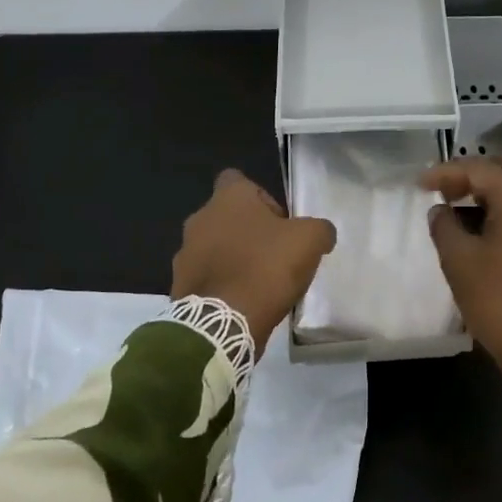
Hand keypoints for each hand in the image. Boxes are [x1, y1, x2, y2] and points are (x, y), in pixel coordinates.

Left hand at [172, 170, 336, 356]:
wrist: (224, 321)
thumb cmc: (266, 267)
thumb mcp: (309, 241)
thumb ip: (319, 229)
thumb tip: (321, 233)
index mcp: (227, 198)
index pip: (237, 180)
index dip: (261, 198)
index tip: (279, 222)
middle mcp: (199, 218)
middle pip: (227, 216)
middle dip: (248, 232)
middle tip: (274, 255)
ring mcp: (185, 253)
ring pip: (214, 247)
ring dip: (233, 258)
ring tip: (259, 282)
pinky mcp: (180, 285)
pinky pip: (206, 277)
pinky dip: (222, 285)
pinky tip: (243, 302)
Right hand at [422, 157, 501, 458]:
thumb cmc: (500, 304)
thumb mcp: (459, 262)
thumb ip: (444, 227)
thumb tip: (441, 210)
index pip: (478, 169)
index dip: (445, 172)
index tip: (419, 184)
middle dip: (474, 176)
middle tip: (444, 193)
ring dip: (500, 192)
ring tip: (472, 208)